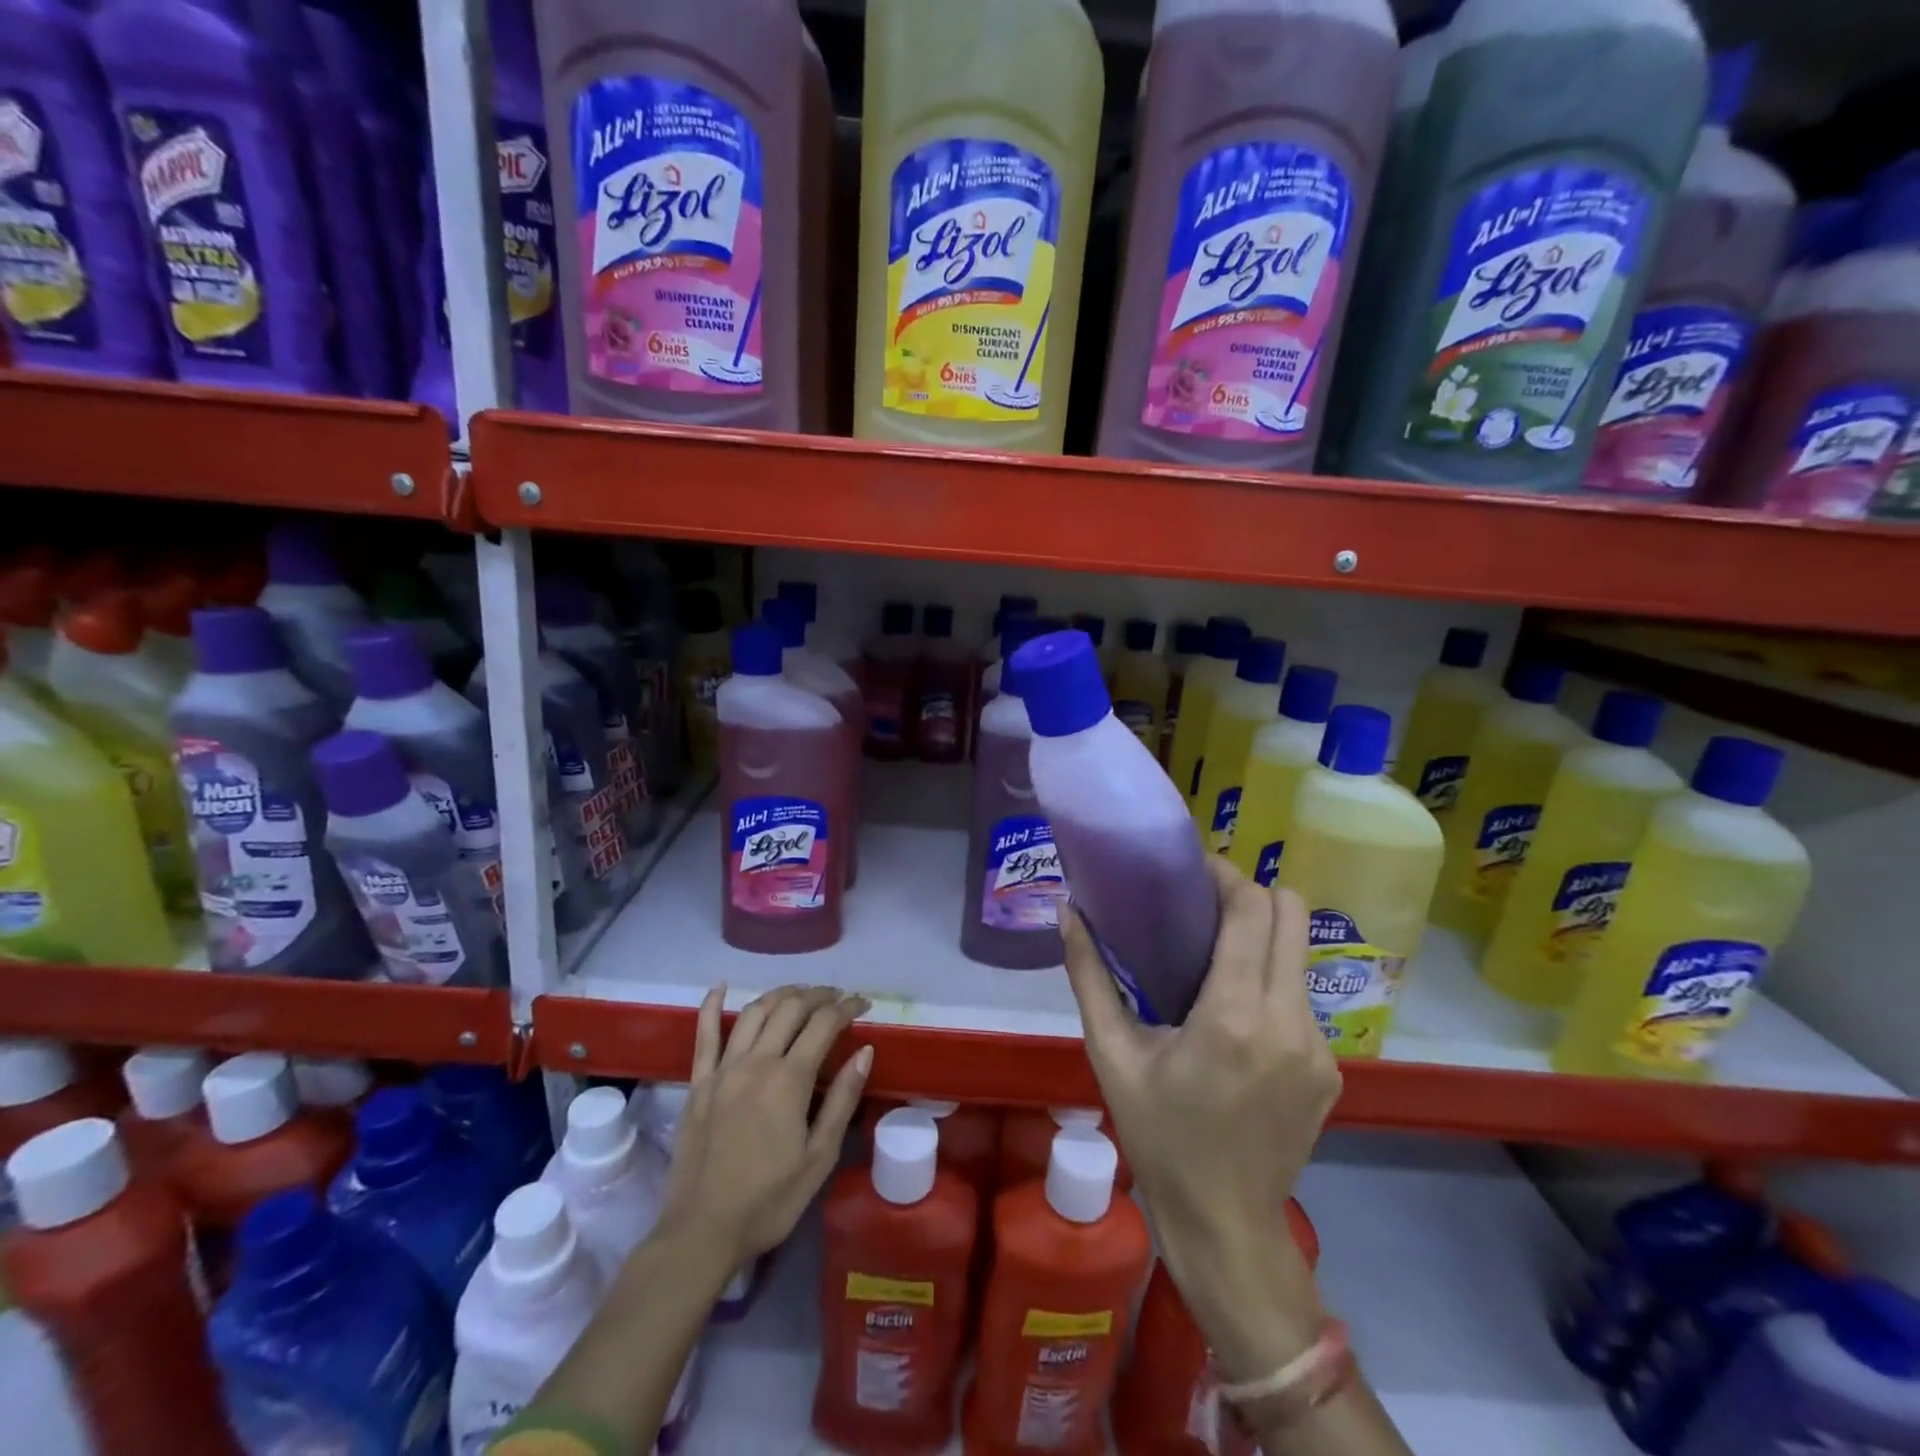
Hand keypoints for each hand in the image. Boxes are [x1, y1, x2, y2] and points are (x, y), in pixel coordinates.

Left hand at [658, 984, 872, 1267]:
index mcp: (789, 1079)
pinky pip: (704, 1035)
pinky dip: (711, 1005)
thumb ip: (842, 1099)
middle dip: (818, 995)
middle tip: (837, 998)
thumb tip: (864, 1051)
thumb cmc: (769, 1201)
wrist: (701, 1233)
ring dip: (781, 995)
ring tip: (800, 994)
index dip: (847, 1007)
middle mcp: (756, 1062)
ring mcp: (722, 1069)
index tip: (863, 1005)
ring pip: (754, 1012)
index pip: (824, 1024)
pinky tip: (720, 986)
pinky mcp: (698, 1083)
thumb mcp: (820, 1157)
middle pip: (790, 1008)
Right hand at [1061, 856, 1340, 1377]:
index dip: (1227, 875)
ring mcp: (1319, 1046)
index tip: (1192, 867)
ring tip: (1215, 952)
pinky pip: (1301, 996)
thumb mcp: (1111, 1055)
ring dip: (1263, 935)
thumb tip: (1067, 912)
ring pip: (1300, 952)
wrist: (1225, 1226)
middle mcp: (1288, 1021)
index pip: (1253, 911)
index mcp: (1234, 1016)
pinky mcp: (1331, 1067)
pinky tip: (1235, 1010)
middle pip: (1292, 915)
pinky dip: (1271, 980)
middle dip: (1251, 893)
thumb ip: (1090, 976)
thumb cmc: (1159, 1137)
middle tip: (1203, 902)